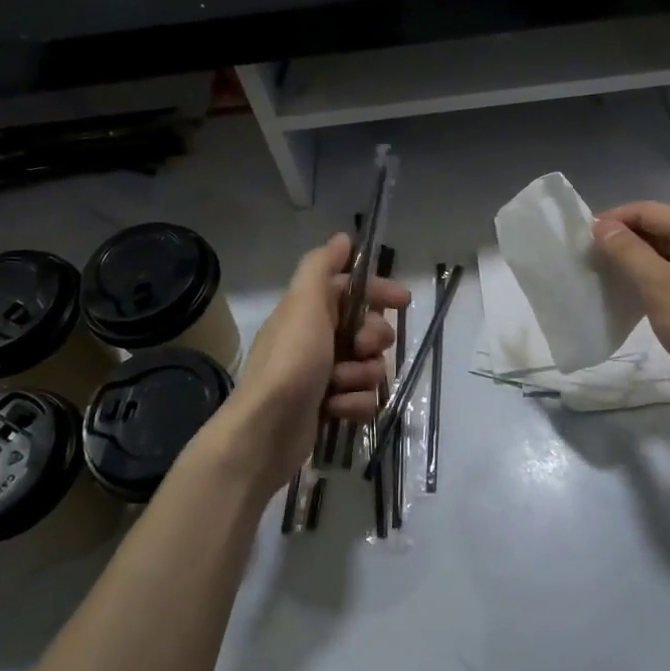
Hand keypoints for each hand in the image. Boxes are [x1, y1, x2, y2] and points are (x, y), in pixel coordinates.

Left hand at [226, 234, 411, 496]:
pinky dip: (354, 404)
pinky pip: (362, 399)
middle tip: (363, 348)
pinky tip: (336, 409)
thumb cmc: (291, 361)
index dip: (378, 291)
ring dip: (362, 376)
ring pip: (369, 367)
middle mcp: (316, 340)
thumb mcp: (304, 304)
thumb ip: (321, 268)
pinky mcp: (329, 408)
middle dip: (373, 339)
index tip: (403, 300)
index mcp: (309, 312)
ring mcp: (323, 376)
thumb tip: (342, 239)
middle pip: (368, 330)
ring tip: (341, 385)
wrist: (266, 431)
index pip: (352, 291)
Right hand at [592, 201, 669, 395]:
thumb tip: (602, 225)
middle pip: (661, 230)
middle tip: (591, 261)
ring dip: (638, 263)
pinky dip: (656, 283)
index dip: (613, 219)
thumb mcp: (661, 287)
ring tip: (608, 280)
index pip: (648, 210)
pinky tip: (638, 301)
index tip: (582, 239)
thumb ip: (629, 253)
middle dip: (624, 241)